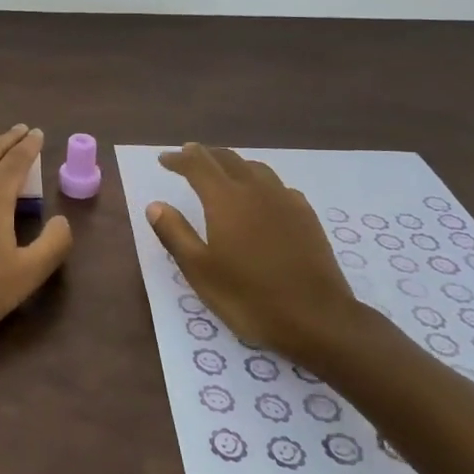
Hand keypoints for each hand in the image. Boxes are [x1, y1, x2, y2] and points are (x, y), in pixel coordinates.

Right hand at [145, 143, 384, 365]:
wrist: (317, 318)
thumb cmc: (249, 297)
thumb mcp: (200, 271)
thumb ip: (175, 233)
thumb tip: (156, 205)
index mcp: (225, 199)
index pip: (197, 165)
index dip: (178, 159)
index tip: (164, 159)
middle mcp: (256, 190)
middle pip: (227, 159)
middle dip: (205, 155)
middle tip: (188, 156)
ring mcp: (285, 201)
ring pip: (256, 168)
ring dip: (233, 164)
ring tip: (222, 171)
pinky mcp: (307, 217)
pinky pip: (278, 186)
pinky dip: (260, 182)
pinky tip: (261, 197)